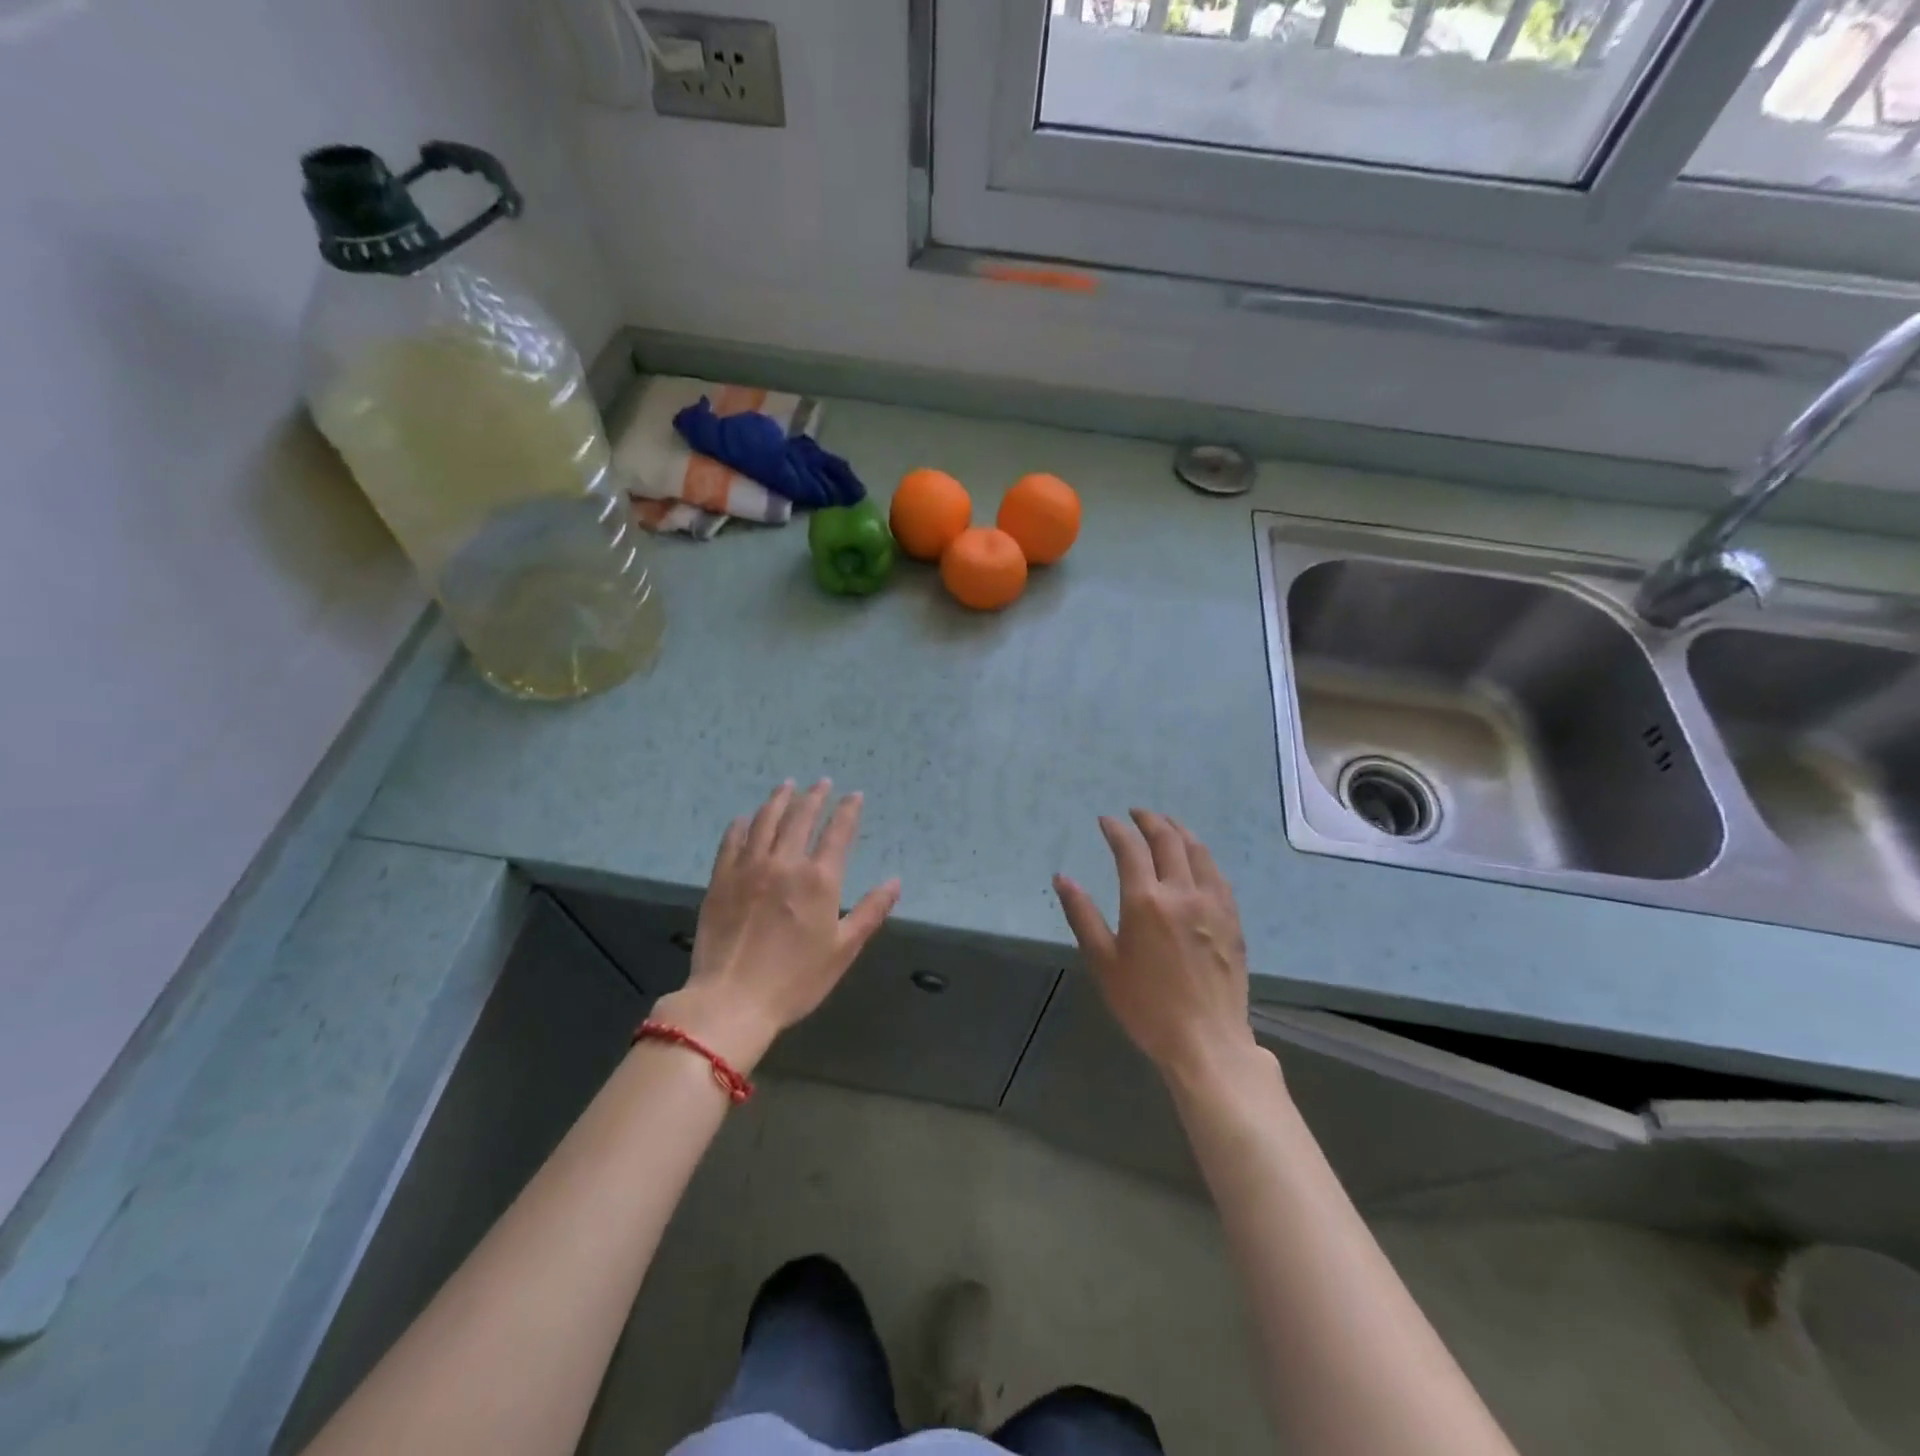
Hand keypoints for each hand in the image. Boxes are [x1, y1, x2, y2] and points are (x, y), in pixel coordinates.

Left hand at [655, 781, 899, 1070]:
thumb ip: (871, 911)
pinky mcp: (721, 880)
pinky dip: (741, 825)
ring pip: (765, 822)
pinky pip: (731, 842)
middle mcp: (784, 863)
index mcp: (819, 880)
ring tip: (787, 786)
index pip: (838, 832)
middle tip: (821, 783)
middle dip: (814, 796)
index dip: (848, 810)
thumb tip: (896, 882)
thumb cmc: (796, 980)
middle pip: (801, 818)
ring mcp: (748, 868)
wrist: (732, 1000)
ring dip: (778, 800)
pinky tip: (745, 819)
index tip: (854, 795)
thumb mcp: (843, 950)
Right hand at [1054, 810, 1260, 1087]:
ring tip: (1166, 824)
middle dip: (1150, 820)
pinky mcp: (1232, 919)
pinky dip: (1202, 856)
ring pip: (1198, 851)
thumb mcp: (1103, 962)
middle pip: (1168, 840)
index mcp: (1146, 901)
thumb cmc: (1146, 1005)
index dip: (1116, 829)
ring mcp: (1212, 904)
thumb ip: (1082, 915)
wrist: (1206, 1040)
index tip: (1106, 820)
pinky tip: (1196, 859)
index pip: (1130, 849)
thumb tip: (1062, 878)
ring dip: (1179, 830)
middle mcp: (1182, 892)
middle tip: (1136, 813)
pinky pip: (1217, 874)